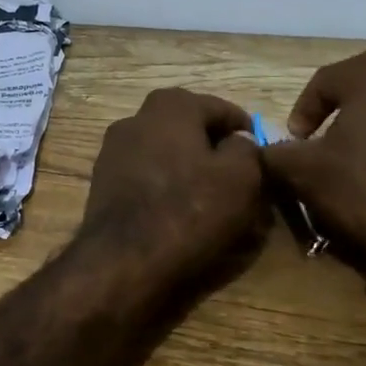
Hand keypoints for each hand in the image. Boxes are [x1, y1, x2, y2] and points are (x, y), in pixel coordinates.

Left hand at [79, 88, 269, 290]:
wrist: (123, 259)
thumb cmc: (189, 210)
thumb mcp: (240, 177)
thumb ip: (247, 149)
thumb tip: (238, 142)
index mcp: (171, 105)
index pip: (220, 108)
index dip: (246, 131)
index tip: (262, 155)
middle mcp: (136, 118)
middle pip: (188, 127)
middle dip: (214, 147)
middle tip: (237, 175)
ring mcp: (114, 149)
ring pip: (165, 151)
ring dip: (188, 166)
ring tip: (210, 196)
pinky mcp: (103, 181)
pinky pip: (146, 175)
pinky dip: (165, 185)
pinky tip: (178, 210)